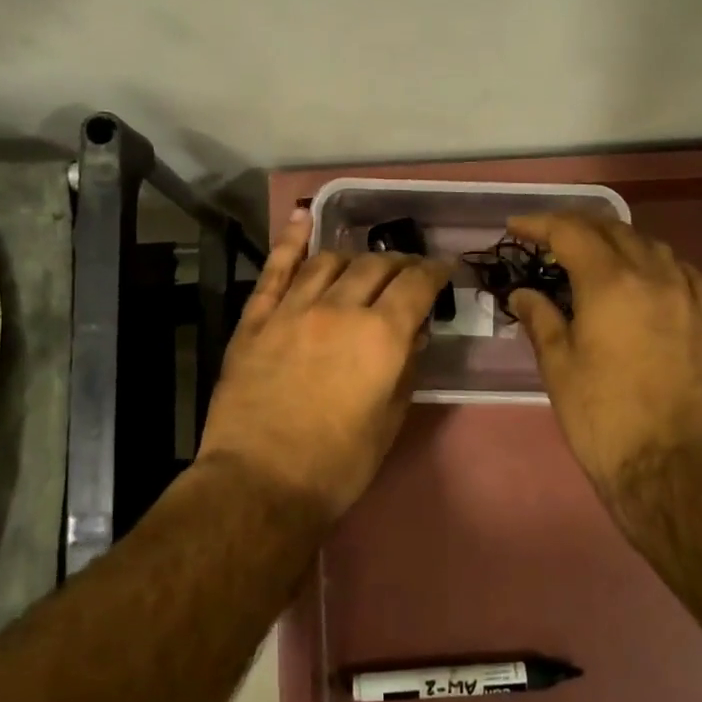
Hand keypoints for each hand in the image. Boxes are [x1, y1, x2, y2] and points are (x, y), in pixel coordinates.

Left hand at [196, 209, 448, 521]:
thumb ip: (406, 366)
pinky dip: (291, 239)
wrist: (259, 483)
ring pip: (329, 261)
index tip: (444, 270)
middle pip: (375, 265)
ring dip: (353, 257)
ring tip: (362, 265)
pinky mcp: (256, 320)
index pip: (416, 283)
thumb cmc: (338, 464)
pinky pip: (276, 269)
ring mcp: (292, 309)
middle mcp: (339, 308)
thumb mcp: (389, 419)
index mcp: (380, 335)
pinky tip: (302, 218)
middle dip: (399, 263)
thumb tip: (415, 331)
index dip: (435, 271)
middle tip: (408, 272)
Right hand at [505, 212, 701, 500]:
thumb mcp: (559, 367)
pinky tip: (646, 276)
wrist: (671, 462)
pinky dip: (655, 261)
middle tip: (549, 238)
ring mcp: (687, 293)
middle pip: (612, 229)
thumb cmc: (603, 416)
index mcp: (610, 283)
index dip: (540, 224)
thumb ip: (541, 319)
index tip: (516, 227)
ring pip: (650, 244)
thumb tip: (523, 294)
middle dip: (576, 226)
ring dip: (617, 240)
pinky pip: (681, 270)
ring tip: (595, 254)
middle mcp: (652, 275)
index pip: (571, 232)